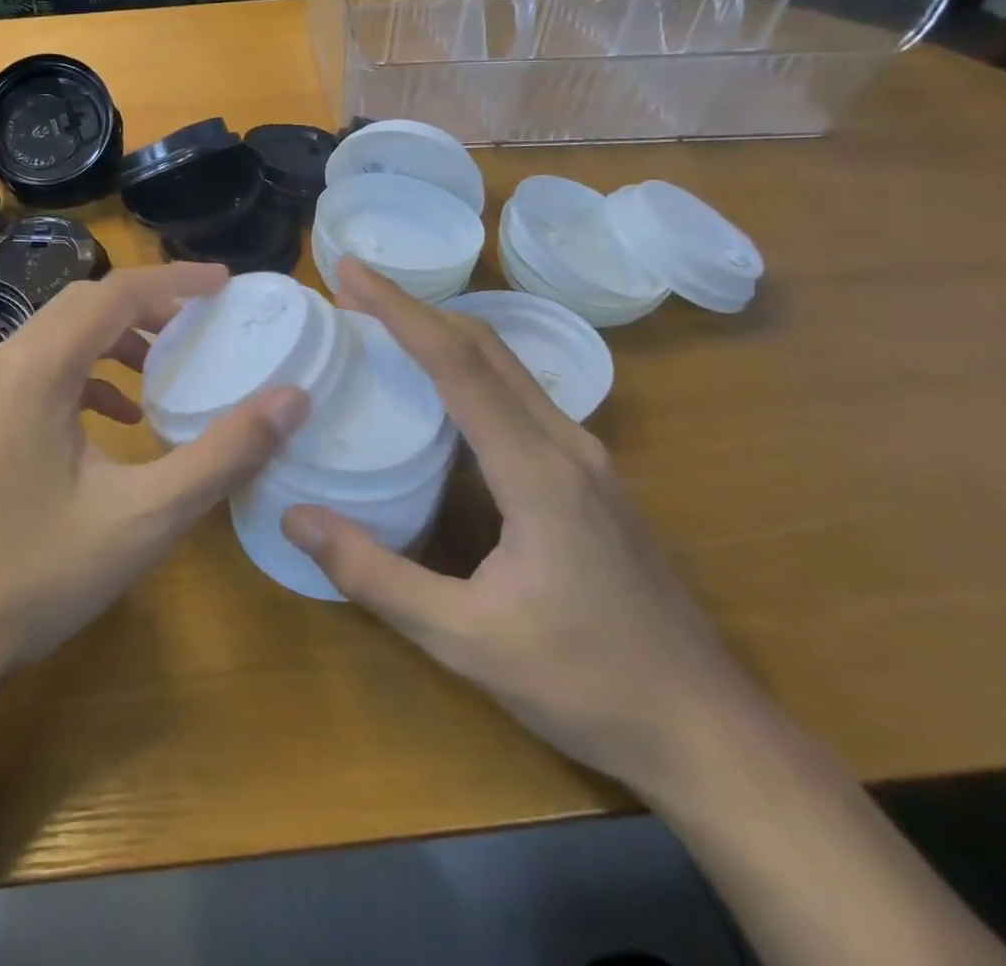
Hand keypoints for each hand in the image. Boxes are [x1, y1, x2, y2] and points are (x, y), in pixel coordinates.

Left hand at [0, 263, 309, 685]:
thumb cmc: (39, 577)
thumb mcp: (144, 518)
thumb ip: (222, 455)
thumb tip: (292, 400)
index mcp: (37, 371)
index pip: (114, 294)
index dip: (175, 281)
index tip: (226, 283)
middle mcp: (3, 364)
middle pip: (84, 303)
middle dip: (148, 302)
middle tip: (203, 320)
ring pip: (60, 332)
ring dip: (116, 335)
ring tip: (167, 363)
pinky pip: (42, 367)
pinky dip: (89, 372)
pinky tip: (120, 416)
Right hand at [281, 260, 770, 802]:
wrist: (711, 733)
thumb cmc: (587, 684)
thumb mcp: (464, 639)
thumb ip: (375, 575)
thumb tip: (295, 517)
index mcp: (537, 471)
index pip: (458, 364)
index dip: (399, 310)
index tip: (351, 272)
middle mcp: (566, 446)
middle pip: (485, 348)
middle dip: (416, 308)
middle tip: (355, 288)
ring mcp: (587, 460)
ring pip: (508, 368)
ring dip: (445, 334)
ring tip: (385, 326)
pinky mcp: (590, 479)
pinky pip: (521, 398)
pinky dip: (471, 371)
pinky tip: (441, 394)